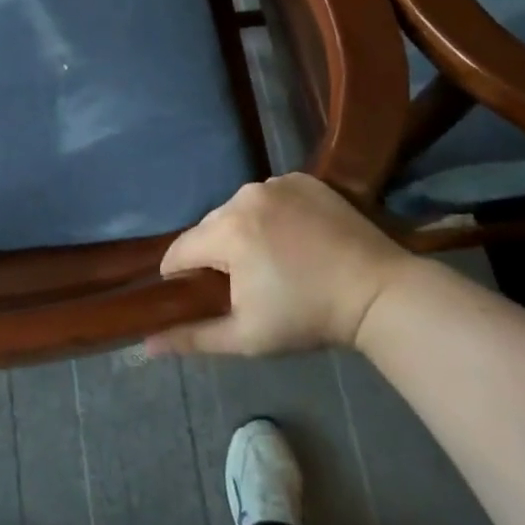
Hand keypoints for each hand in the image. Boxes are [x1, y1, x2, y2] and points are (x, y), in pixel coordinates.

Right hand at [147, 174, 436, 356]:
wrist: (380, 293)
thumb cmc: (308, 317)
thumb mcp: (246, 337)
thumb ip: (192, 337)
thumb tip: (145, 346)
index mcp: (227, 232)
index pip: (180, 250)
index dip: (181, 276)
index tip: (199, 295)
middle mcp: (244, 196)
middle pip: (209, 227)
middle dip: (215, 253)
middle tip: (244, 284)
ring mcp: (276, 182)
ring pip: (238, 208)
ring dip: (242, 231)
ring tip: (272, 260)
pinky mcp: (303, 178)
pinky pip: (269, 195)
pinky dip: (271, 213)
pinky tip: (294, 237)